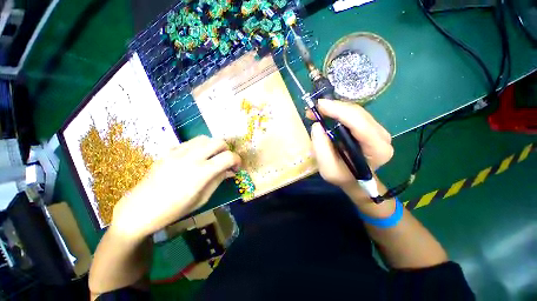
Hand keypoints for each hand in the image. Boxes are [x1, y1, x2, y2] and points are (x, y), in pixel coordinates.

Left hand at [110, 136, 240, 240]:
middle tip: (225, 162)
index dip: (237, 160)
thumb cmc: (174, 210)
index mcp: (201, 172)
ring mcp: (178, 152)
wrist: (140, 209)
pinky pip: (190, 142)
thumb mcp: (202, 198)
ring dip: (214, 146)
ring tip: (212, 157)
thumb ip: (218, 180)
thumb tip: (230, 170)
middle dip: (227, 150)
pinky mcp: (169, 151)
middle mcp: (192, 157)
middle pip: (219, 142)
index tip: (236, 168)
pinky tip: (196, 157)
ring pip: (205, 138)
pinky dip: (199, 146)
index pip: (228, 157)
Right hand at [309, 99, 392, 191]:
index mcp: (377, 150)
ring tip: (317, 111)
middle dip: (335, 107)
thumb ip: (321, 149)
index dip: (340, 111)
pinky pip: (354, 114)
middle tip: (314, 108)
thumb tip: (317, 125)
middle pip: (359, 114)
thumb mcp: (328, 169)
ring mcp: (378, 130)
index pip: (360, 124)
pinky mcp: (370, 127)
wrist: (355, 179)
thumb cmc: (343, 176)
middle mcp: (382, 137)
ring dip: (335, 108)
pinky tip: (327, 113)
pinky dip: (338, 111)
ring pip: (356, 111)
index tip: (320, 105)